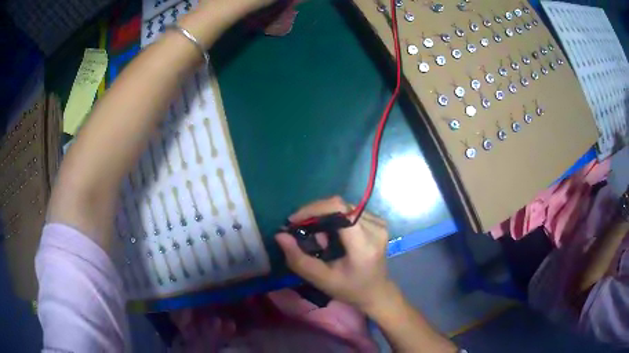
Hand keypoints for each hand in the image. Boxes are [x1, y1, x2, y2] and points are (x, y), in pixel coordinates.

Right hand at [275, 196, 396, 311]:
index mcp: (363, 245)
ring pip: (343, 206)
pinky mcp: (379, 221)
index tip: (294, 220)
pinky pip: (351, 210)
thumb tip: (280, 235)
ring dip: (325, 217)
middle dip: (315, 214)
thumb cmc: (349, 289)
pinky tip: (332, 235)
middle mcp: (375, 228)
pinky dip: (335, 218)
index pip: (340, 210)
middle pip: (339, 206)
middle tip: (303, 232)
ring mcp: (380, 223)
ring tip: (318, 237)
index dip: (313, 209)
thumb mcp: (321, 279)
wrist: (376, 292)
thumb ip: (298, 259)